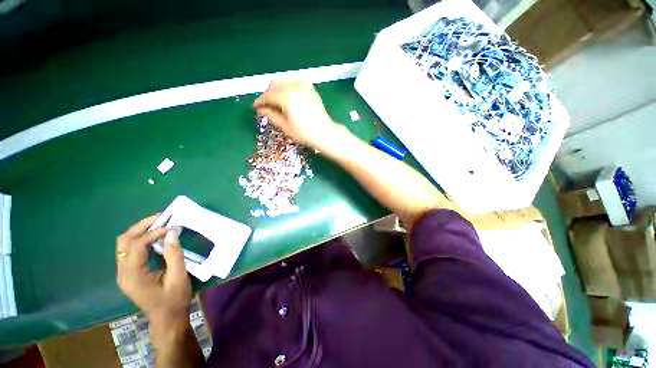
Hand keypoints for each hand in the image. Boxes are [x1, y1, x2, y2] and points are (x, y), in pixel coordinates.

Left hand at [116, 215, 191, 321]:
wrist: (167, 318)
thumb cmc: (174, 299)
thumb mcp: (178, 277)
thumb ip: (174, 254)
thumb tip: (171, 233)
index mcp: (133, 276)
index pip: (136, 246)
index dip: (153, 233)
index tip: (171, 226)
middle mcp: (123, 273)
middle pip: (124, 241)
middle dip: (142, 226)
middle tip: (161, 218)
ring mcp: (124, 273)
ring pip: (124, 244)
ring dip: (140, 231)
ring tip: (159, 224)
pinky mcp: (129, 273)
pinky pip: (130, 250)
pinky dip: (141, 239)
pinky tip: (155, 237)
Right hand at [253, 81, 341, 150]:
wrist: (325, 133)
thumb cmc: (305, 133)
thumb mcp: (285, 126)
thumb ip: (271, 115)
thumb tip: (261, 109)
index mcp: (288, 97)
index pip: (268, 95)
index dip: (260, 101)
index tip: (256, 106)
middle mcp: (295, 87)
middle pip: (275, 84)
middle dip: (269, 94)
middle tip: (267, 105)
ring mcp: (304, 86)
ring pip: (284, 82)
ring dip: (278, 91)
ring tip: (277, 104)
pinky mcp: (310, 88)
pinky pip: (294, 83)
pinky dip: (288, 89)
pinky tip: (288, 100)